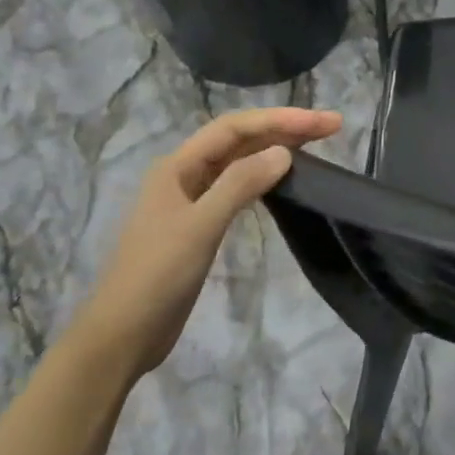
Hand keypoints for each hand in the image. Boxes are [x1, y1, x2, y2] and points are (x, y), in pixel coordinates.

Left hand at [76, 107, 341, 374]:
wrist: (123, 334)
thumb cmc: (157, 275)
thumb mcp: (200, 226)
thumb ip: (240, 185)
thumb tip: (284, 152)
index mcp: (178, 166)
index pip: (235, 127)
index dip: (281, 119)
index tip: (324, 122)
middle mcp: (185, 175)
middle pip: (240, 140)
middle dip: (284, 129)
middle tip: (331, 127)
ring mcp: (192, 201)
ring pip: (240, 162)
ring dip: (275, 150)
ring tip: (315, 146)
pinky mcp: (201, 225)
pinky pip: (238, 188)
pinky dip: (264, 178)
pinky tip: (284, 181)